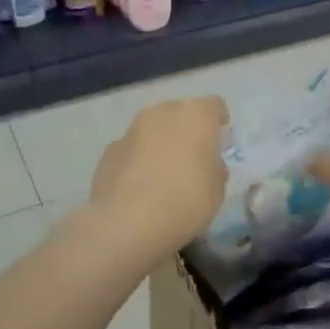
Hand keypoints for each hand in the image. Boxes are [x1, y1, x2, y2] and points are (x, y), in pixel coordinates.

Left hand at [88, 97, 229, 260]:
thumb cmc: (185, 202)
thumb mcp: (218, 190)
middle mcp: (162, 113)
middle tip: (192, 161)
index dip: (219, 123)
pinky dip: (138, 161)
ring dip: (160, 144)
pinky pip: (132, 149)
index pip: (214, 106)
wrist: (127, 223)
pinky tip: (139, 188)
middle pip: (180, 113)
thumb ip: (215, 168)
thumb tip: (207, 163)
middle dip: (187, 131)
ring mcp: (131, 129)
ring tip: (163, 176)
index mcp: (195, 115)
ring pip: (152, 130)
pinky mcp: (109, 150)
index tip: (220, 145)